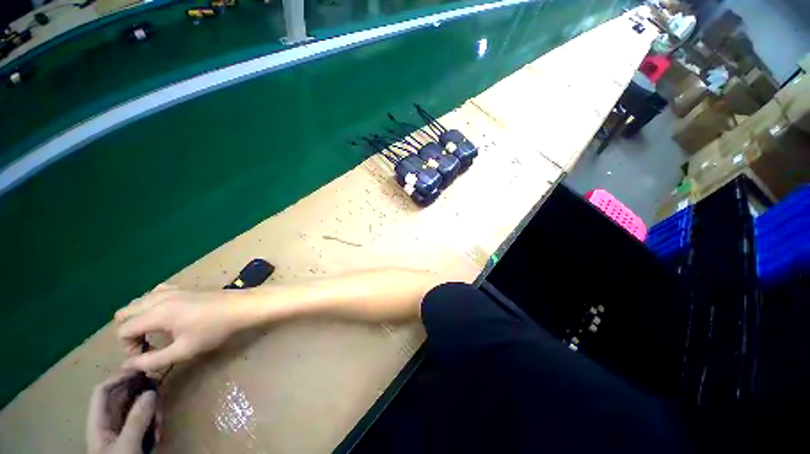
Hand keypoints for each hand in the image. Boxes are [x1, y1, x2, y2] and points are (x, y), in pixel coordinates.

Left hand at [87, 371, 156, 453]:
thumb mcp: (128, 447)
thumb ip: (137, 420)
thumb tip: (151, 391)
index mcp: (98, 423)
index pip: (103, 392)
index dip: (118, 377)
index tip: (141, 369)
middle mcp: (108, 423)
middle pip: (122, 398)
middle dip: (141, 394)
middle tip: (161, 392)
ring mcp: (120, 431)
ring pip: (135, 409)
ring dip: (151, 411)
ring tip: (161, 422)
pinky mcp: (133, 437)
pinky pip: (143, 421)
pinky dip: (152, 422)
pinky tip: (159, 431)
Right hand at [115, 285, 246, 370]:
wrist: (242, 306)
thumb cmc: (215, 329)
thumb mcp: (184, 350)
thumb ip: (153, 360)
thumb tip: (128, 366)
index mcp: (156, 312)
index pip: (123, 329)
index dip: (128, 347)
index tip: (147, 354)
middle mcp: (159, 297)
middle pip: (125, 312)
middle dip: (129, 331)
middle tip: (148, 344)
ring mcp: (172, 289)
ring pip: (139, 301)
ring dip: (139, 317)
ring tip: (156, 332)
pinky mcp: (183, 287)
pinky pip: (156, 293)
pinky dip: (151, 305)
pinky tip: (167, 315)